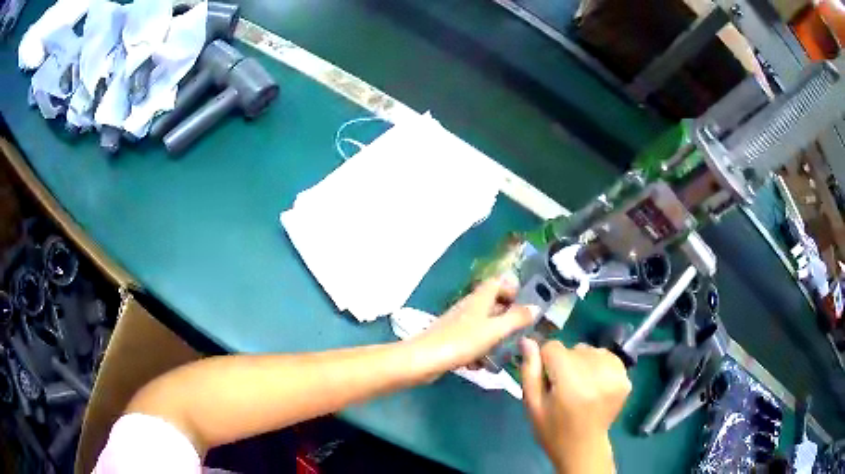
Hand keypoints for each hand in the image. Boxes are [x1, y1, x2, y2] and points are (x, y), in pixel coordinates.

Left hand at [409, 278, 533, 377]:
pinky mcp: (450, 340)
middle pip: (491, 305)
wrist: (424, 360)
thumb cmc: (462, 341)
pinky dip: (478, 351)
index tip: (524, 303)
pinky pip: (470, 342)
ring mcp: (457, 324)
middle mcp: (468, 307)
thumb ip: (516, 318)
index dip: (511, 288)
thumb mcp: (495, 330)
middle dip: (506, 317)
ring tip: (504, 353)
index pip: (496, 282)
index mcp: (479, 299)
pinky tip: (481, 366)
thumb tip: (535, 307)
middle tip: (521, 331)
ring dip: (494, 338)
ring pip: (482, 326)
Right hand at [520, 339, 630, 472]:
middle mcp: (596, 373)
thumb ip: (530, 371)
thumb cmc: (553, 429)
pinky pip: (607, 358)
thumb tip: (527, 340)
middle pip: (574, 349)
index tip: (547, 380)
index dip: (546, 361)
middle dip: (565, 363)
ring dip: (583, 363)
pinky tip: (594, 385)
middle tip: (564, 389)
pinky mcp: (625, 378)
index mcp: (570, 381)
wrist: (583, 449)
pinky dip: (599, 366)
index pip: (553, 348)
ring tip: (580, 387)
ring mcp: (615, 375)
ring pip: (591, 351)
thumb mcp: (533, 405)